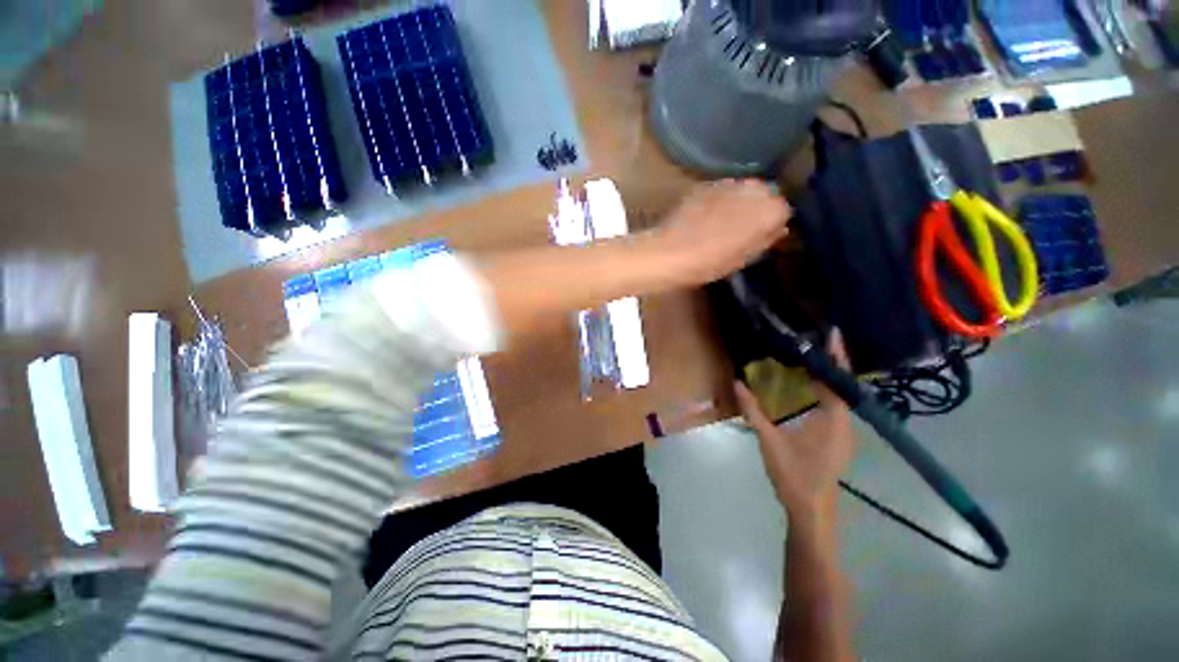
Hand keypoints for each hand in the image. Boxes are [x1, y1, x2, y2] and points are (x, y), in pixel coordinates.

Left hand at [654, 179, 789, 285]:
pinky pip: (723, 190)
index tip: (761, 235)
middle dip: (758, 208)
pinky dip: (721, 200)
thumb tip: (779, 229)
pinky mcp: (706, 184)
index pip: (783, 210)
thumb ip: (766, 240)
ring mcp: (728, 183)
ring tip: (723, 222)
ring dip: (740, 202)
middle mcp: (753, 189)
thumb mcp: (744, 258)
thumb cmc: (710, 262)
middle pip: (765, 194)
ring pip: (744, 189)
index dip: (772, 223)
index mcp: (769, 210)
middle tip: (743, 228)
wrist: (670, 252)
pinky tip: (707, 216)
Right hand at [735, 333, 856, 521]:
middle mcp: (845, 424)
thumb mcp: (769, 440)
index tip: (833, 334)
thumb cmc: (792, 475)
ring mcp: (844, 434)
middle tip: (821, 340)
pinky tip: (813, 388)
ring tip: (816, 357)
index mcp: (832, 421)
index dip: (835, 357)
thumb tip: (737, 382)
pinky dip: (828, 391)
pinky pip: (836, 407)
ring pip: (841, 397)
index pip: (837, 382)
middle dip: (833, 362)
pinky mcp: (838, 440)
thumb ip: (753, 411)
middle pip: (842, 386)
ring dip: (831, 377)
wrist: (810, 511)